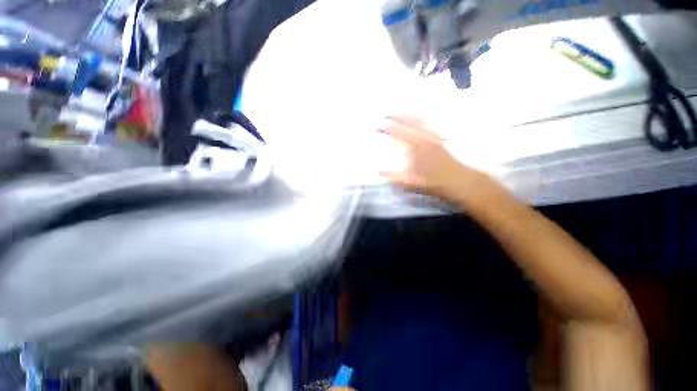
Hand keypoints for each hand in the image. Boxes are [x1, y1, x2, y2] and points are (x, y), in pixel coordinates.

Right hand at [380, 114, 486, 202]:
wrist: (459, 181)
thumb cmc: (436, 182)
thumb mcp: (414, 182)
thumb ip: (396, 177)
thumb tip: (379, 172)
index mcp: (420, 148)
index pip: (402, 134)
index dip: (389, 129)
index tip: (379, 126)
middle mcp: (427, 139)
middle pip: (411, 123)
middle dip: (397, 117)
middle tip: (385, 113)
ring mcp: (434, 138)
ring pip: (420, 121)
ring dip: (409, 115)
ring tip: (399, 111)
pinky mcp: (439, 140)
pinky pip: (429, 125)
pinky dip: (421, 120)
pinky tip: (418, 119)